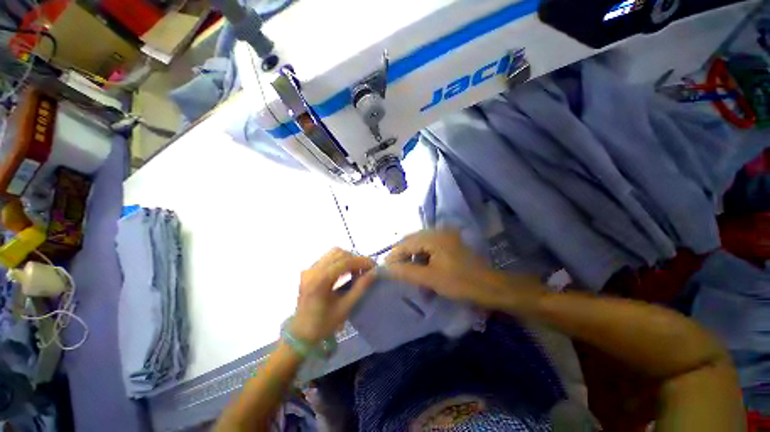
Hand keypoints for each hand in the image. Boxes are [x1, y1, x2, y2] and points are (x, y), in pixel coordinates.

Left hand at [291, 248, 375, 343]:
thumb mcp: (345, 308)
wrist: (300, 333)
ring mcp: (310, 269)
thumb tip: (374, 272)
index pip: (345, 262)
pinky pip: (328, 258)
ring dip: (348, 258)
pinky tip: (345, 272)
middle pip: (339, 253)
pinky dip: (340, 261)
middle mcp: (313, 270)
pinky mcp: (309, 271)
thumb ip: (360, 288)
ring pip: (333, 253)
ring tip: (356, 271)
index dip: (362, 261)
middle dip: (355, 259)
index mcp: (320, 281)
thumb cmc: (323, 324)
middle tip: (365, 271)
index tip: (374, 266)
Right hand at [384, 230, 544, 312]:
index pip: (406, 243)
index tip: (384, 267)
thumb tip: (385, 268)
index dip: (394, 255)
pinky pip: (430, 248)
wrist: (489, 286)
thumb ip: (406, 272)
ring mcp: (445, 237)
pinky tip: (423, 271)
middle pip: (412, 242)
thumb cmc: (459, 282)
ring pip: (421, 245)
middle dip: (403, 256)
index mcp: (434, 237)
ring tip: (409, 273)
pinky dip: (423, 259)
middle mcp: (438, 232)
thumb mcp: (430, 278)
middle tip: (394, 270)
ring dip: (413, 258)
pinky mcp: (449, 244)